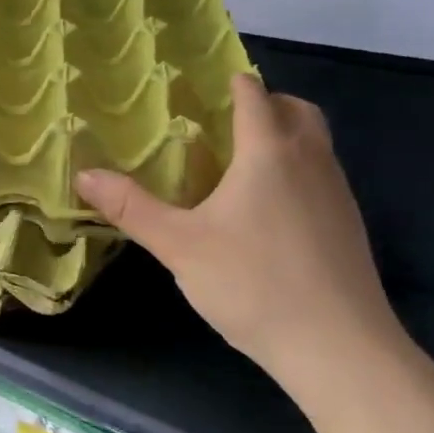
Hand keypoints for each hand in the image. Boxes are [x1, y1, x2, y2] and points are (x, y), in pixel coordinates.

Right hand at [76, 74, 414, 416]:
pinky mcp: (350, 226)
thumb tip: (83, 175)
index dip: (232, 83)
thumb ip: (131, 208)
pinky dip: (299, 170)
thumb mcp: (180, 246)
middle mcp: (310, 160)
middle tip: (227, 121)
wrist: (339, 349)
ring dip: (286, 136)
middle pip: (297, 109)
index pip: (254, 96)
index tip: (205, 85)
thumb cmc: (253, 284)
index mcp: (269, 152)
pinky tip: (270, 211)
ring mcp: (338, 193)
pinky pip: (323, 175)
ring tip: (243, 164)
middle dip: (266, 103)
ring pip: (316, 142)